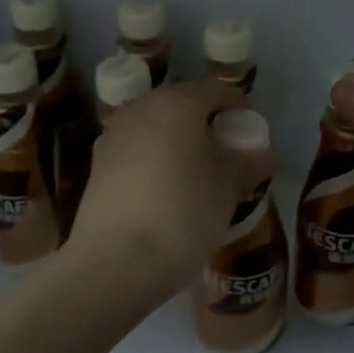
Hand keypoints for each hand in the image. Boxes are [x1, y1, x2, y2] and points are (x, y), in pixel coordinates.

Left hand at [67, 78, 245, 298]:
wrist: (115, 262)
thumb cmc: (183, 214)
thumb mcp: (228, 188)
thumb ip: (245, 161)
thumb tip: (257, 152)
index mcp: (176, 104)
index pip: (216, 89)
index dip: (239, 107)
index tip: (253, 134)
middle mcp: (140, 109)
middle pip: (182, 105)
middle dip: (207, 125)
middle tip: (228, 156)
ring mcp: (112, 136)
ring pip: (156, 128)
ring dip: (179, 143)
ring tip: (198, 177)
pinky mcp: (96, 166)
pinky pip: (137, 152)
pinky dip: (156, 162)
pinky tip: (167, 193)